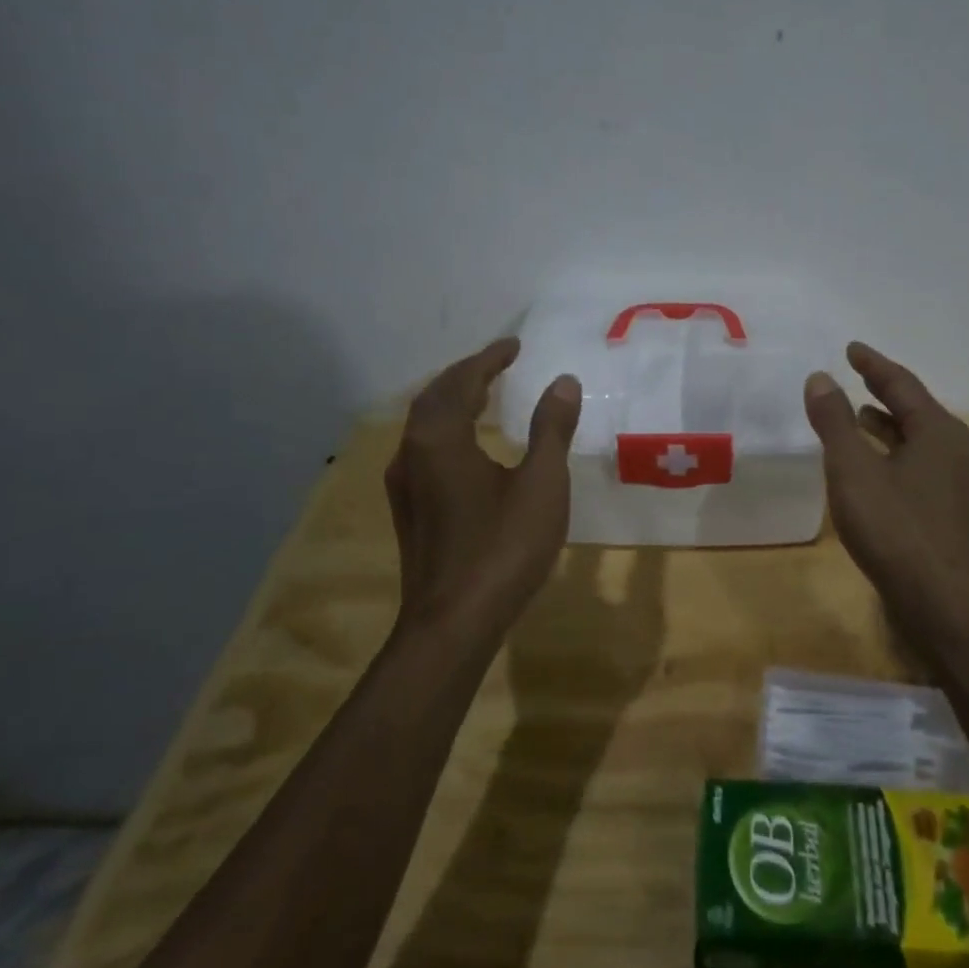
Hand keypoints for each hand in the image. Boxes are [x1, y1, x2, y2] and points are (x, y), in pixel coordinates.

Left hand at [385, 337, 581, 641]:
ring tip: (484, 394)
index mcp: (441, 438)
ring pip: (425, 425)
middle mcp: (413, 453)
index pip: (463, 381)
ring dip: (454, 401)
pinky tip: (469, 445)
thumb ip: (551, 429)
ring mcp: (405, 484)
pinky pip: (426, 448)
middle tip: (498, 364)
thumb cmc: (503, 547)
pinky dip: (448, 429)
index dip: (489, 359)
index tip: (514, 345)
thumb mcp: (541, 483)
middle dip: (466, 375)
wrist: (453, 623)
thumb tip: (563, 381)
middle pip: (435, 397)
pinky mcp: (409, 509)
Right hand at [804, 342, 968, 614]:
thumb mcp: (852, 469)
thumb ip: (834, 421)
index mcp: (937, 431)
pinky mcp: (945, 512)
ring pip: (916, 440)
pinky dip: (891, 454)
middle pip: (914, 409)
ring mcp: (952, 484)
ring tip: (857, 417)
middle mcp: (952, 450)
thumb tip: (820, 378)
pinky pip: (915, 466)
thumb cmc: (894, 527)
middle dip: (883, 392)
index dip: (873, 365)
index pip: (901, 384)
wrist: (939, 601)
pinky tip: (870, 469)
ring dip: (887, 425)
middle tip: (855, 376)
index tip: (851, 349)